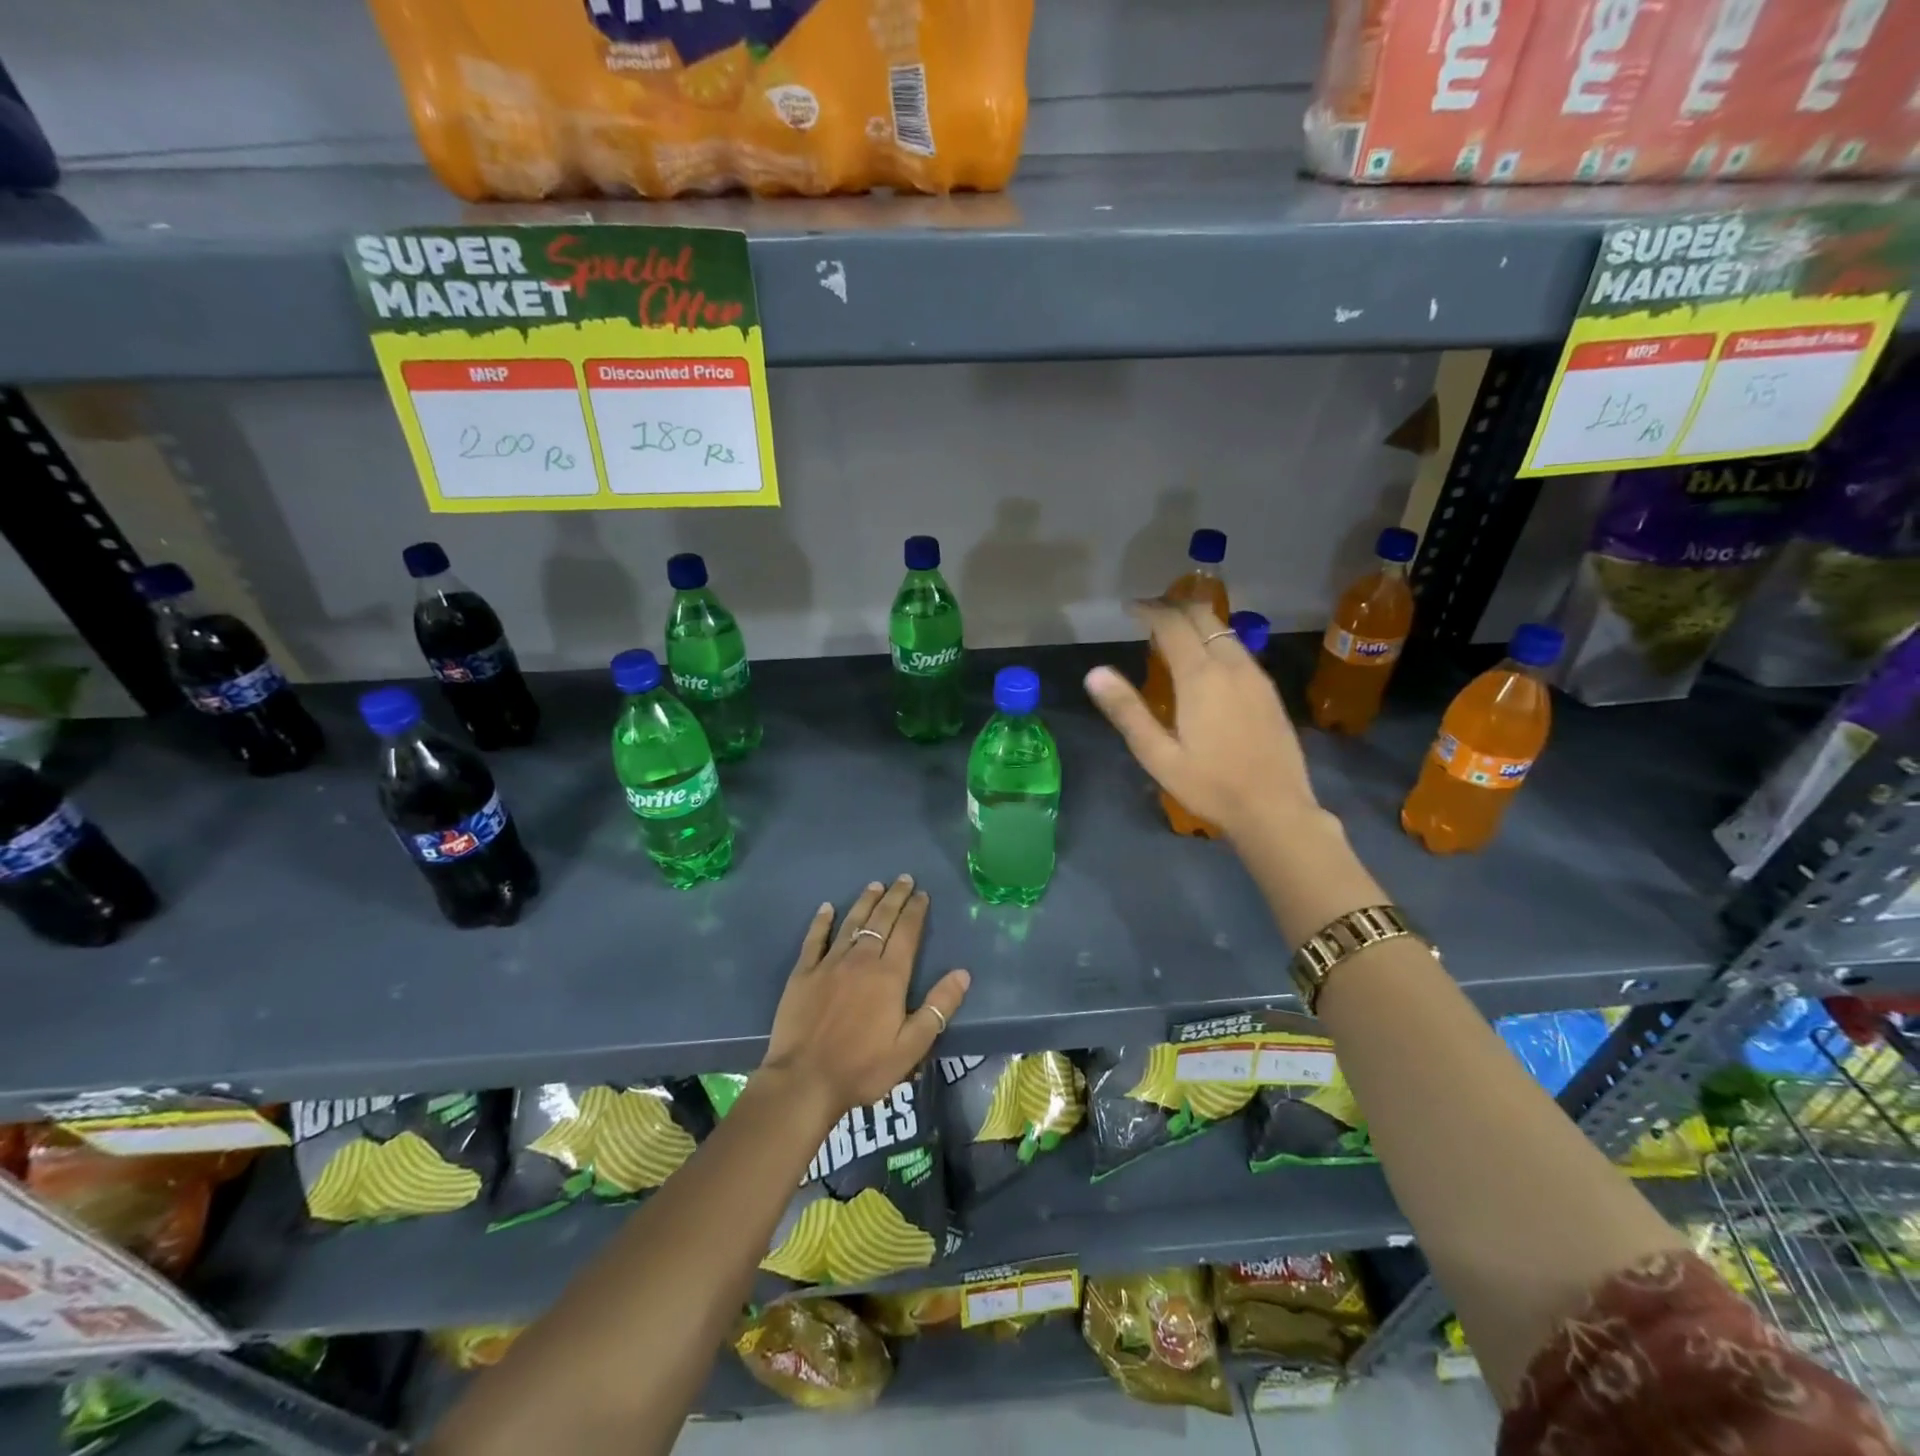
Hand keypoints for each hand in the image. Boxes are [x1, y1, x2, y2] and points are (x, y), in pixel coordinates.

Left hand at [759, 876, 970, 1123]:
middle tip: (903, 878)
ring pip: (851, 923)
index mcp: (889, 976)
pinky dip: (821, 922)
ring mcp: (829, 964)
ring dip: (865, 902)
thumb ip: (938, 1008)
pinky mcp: (803, 973)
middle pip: (881, 920)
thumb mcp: (911, 1046)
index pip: (907, 933)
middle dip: (895, 897)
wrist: (804, 1081)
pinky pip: (814, 939)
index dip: (916, 911)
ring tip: (875, 885)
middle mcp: (861, 960)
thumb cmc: (863, 1067)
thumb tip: (963, 973)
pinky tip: (826, 908)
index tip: (922, 894)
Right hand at [1084, 600, 1319, 841]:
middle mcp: (1231, 665)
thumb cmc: (1210, 786)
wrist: (1275, 809)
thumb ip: (1127, 711)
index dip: (1149, 610)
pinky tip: (1204, 660)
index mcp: (1201, 677)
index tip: (1129, 608)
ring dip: (1196, 621)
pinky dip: (1214, 638)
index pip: (1172, 624)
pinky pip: (1237, 647)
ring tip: (1172, 631)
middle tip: (1149, 612)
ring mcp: (1255, 675)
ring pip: (1223, 630)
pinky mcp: (1268, 690)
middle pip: (1203, 616)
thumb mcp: (1158, 755)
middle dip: (1174, 606)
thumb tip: (1095, 673)